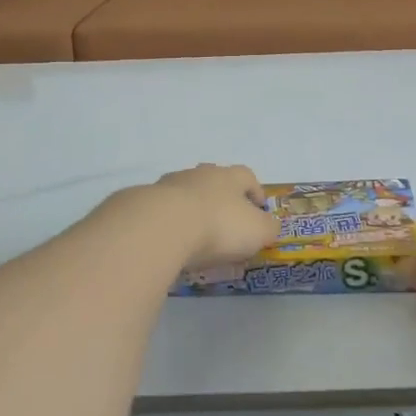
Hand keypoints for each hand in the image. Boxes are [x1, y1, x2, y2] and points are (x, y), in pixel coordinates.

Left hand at [109, 164, 279, 269]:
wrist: (162, 226)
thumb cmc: (218, 226)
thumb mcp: (257, 231)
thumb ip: (268, 227)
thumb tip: (270, 226)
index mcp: (229, 177)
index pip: (247, 177)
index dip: (255, 191)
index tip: (258, 208)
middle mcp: (200, 174)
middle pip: (214, 180)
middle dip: (221, 197)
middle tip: (226, 220)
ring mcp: (170, 185)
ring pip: (186, 193)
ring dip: (193, 208)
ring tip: (196, 234)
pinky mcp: (145, 203)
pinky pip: (163, 211)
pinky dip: (170, 223)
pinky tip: (172, 241)